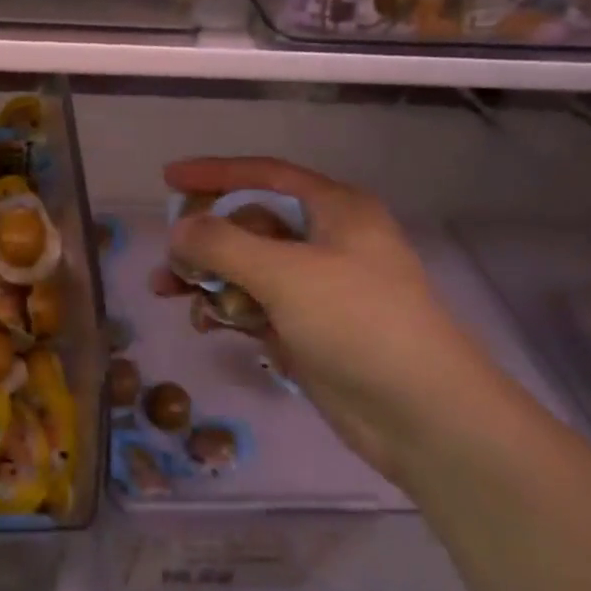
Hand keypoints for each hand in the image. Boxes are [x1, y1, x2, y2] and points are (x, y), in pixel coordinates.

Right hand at [162, 157, 507, 482]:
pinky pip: (256, 304)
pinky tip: (206, 324)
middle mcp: (326, 240)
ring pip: (247, 267)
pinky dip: (228, 308)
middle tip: (167, 256)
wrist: (423, 417)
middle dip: (204, 238)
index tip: (167, 178)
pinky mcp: (308, 327)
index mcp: (335, 210)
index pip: (264, 175)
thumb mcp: (285, 274)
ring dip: (208, 276)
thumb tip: (179, 230)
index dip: (214, 173)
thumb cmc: (358, 324)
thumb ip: (223, 244)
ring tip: (168, 292)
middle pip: (250, 223)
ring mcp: (318, 287)